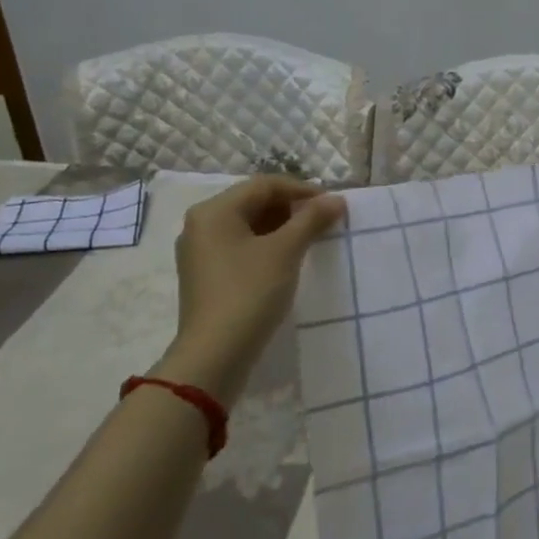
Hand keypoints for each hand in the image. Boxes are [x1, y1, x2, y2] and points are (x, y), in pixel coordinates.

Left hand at [151, 176, 345, 401]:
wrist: (216, 354)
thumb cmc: (250, 292)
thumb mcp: (286, 251)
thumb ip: (312, 219)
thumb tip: (336, 199)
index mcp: (214, 211)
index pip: (264, 185)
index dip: (302, 190)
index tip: (333, 204)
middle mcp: (202, 224)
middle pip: (254, 202)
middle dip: (293, 208)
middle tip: (326, 221)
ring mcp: (201, 251)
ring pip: (249, 225)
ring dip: (283, 227)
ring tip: (313, 238)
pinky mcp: (208, 275)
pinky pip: (242, 246)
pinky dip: (268, 245)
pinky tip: (290, 258)